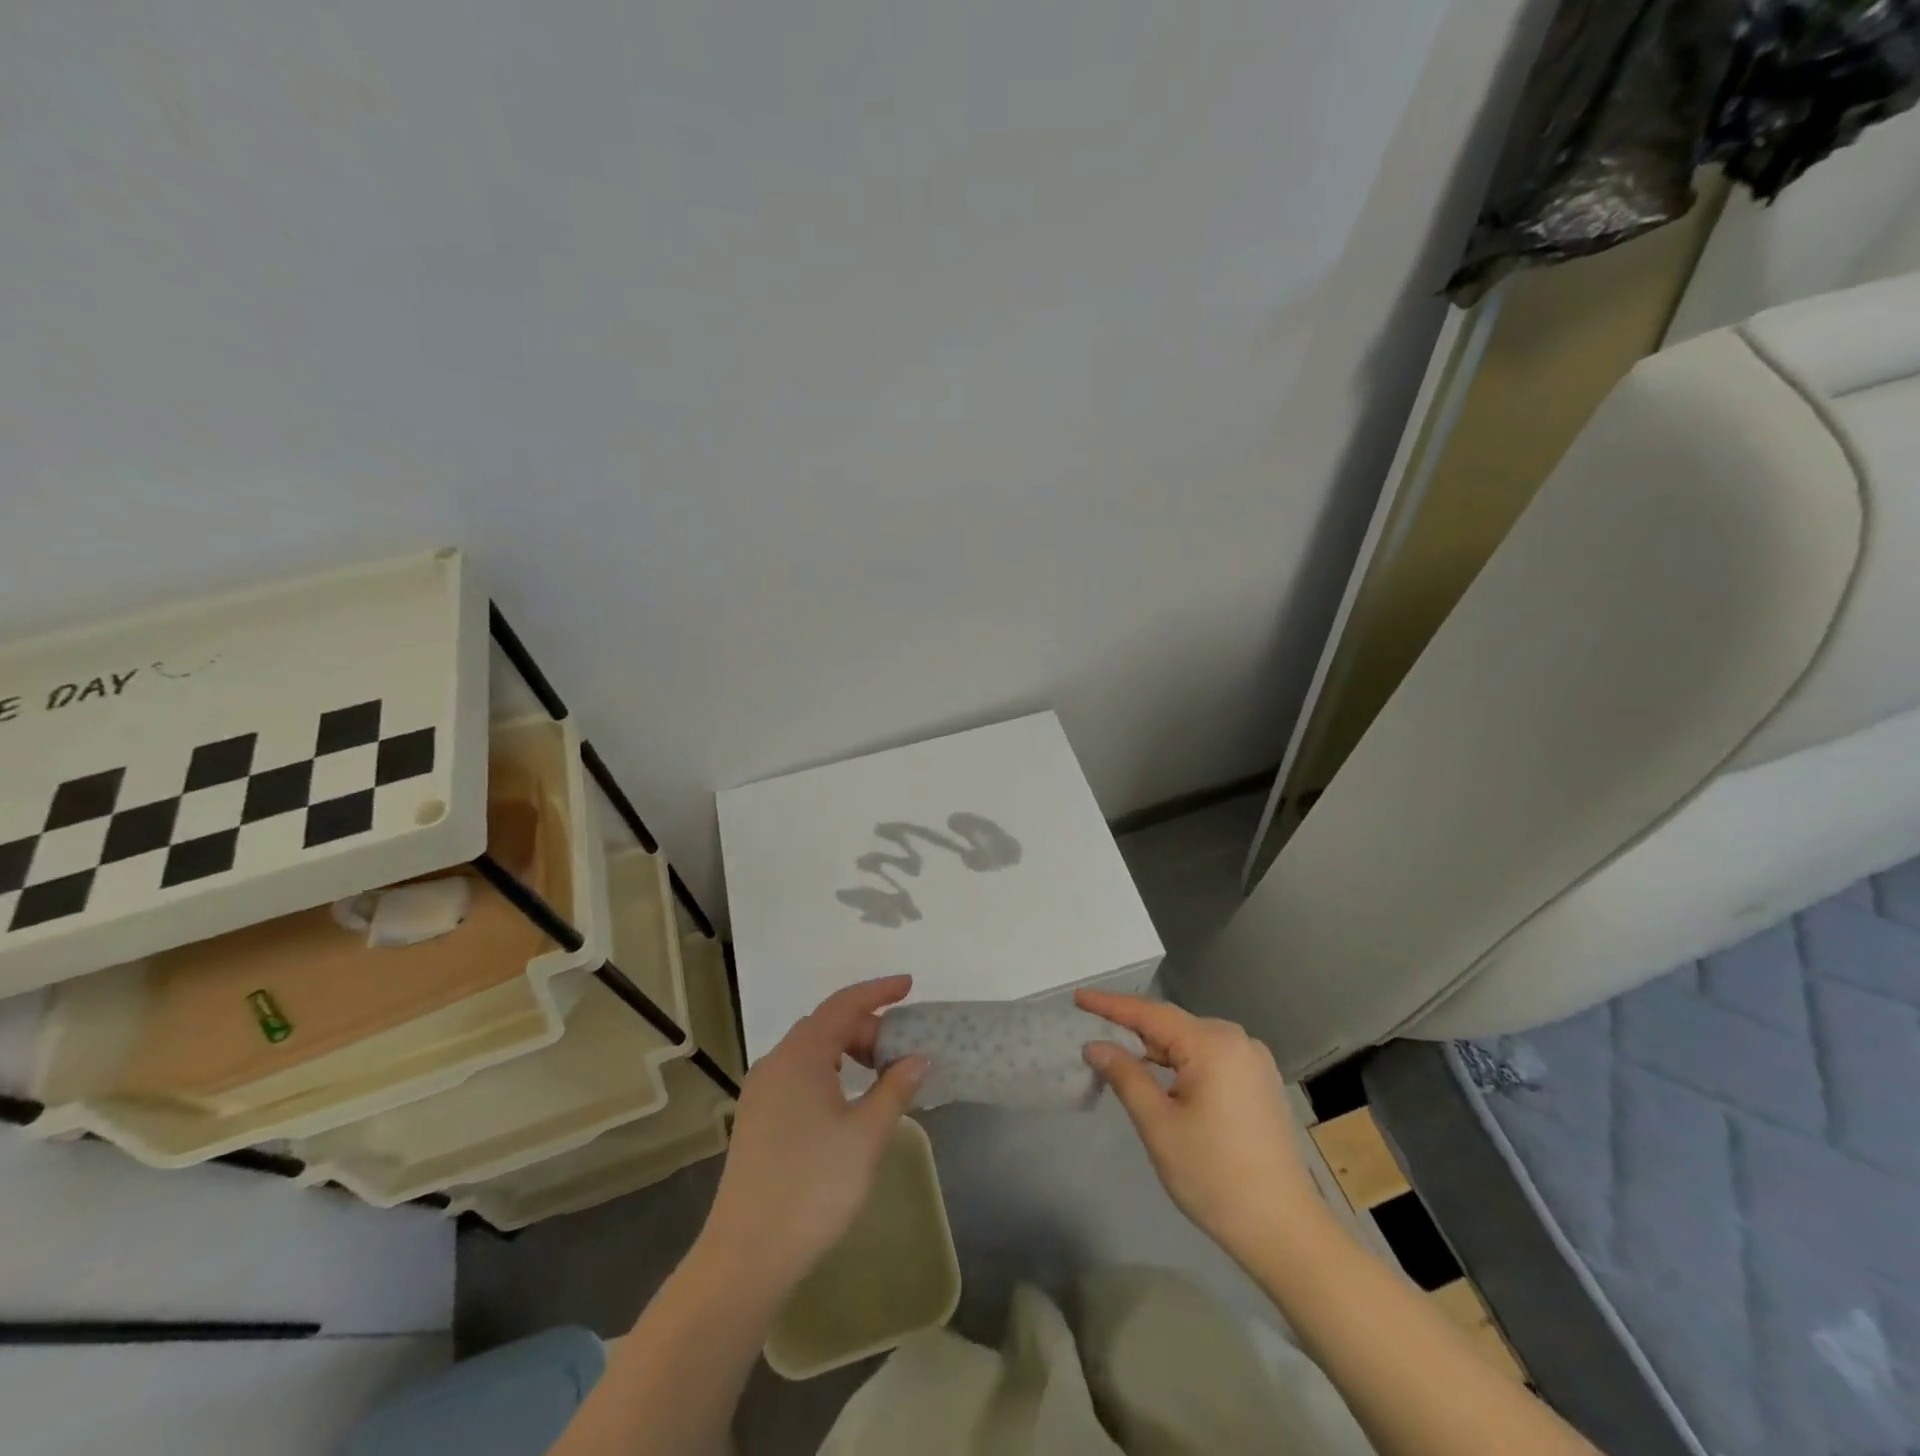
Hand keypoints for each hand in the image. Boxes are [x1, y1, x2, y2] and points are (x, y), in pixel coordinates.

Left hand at [698, 977, 929, 1296]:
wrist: (747, 1255)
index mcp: (800, 1056)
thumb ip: (895, 1088)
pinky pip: (798, 1074)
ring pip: (811, 1051)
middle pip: (826, 1026)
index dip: (877, 991)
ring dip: (848, 1050)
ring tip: (880, 1071)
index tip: (909, 986)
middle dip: (867, 1027)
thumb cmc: (814, 1186)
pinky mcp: (756, 1118)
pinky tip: (846, 1098)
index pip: (843, 1005)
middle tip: (902, 1050)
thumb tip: (918, 1057)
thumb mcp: (866, 1135)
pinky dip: (829, 1070)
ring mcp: (761, 1092)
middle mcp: (775, 1063)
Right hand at [1077, 989, 1324, 1261]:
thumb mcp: (1159, 1126)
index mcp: (1213, 1044)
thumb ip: (1125, 1076)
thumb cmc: (1215, 1177)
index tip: (1079, 997)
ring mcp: (1253, 1061)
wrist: (1285, 1230)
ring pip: (1191, 1041)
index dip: (1111, 1005)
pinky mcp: (1259, 1082)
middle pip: (1172, 1024)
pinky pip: (1209, 1057)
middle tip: (1093, 1028)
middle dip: (1132, 1026)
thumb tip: (1096, 1045)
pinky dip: (1180, 1061)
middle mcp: (1237, 1041)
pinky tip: (1162, 1075)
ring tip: (1120, 1053)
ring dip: (1156, 1047)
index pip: (1150, 1014)